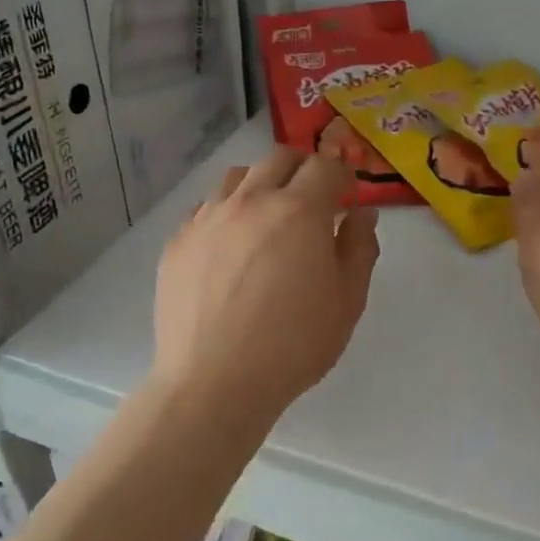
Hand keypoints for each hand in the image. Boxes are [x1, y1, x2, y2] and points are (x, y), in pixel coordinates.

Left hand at [152, 149, 379, 424]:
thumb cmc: (293, 345)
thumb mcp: (347, 301)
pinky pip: (206, 209)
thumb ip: (359, 248)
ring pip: (237, 177)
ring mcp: (207, 218)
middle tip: (312, 200)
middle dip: (302, 169)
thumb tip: (361, 214)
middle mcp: (250, 201)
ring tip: (267, 219)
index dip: (342, 174)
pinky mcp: (178, 241)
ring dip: (260, 185)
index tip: (346, 194)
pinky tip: (230, 249)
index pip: (325, 166)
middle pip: (279, 158)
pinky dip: (226, 214)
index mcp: (298, 210)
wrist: (214, 382)